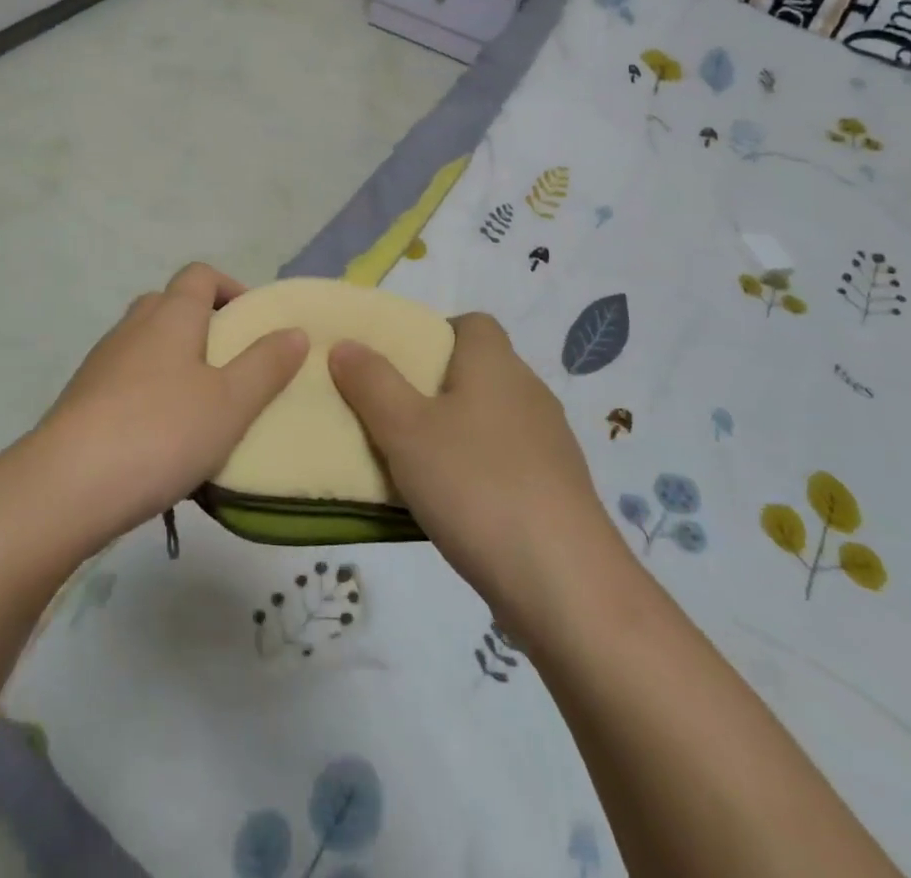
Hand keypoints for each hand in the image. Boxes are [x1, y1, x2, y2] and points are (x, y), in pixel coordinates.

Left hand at [31, 263, 308, 547]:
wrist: (67, 485)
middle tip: (233, 367)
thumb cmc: (161, 432)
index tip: (255, 323)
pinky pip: (127, 380)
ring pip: (147, 344)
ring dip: (176, 363)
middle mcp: (133, 326)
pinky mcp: (83, 398)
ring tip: (204, 408)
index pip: (200, 274)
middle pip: (171, 305)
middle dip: (204, 326)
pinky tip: (164, 438)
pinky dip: (150, 393)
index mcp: (170, 315)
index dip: (230, 288)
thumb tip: (293, 330)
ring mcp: (103, 362)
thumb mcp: (230, 402)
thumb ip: (266, 365)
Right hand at [328, 312, 617, 620]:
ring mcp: (548, 445)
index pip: (472, 324)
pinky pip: (505, 461)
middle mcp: (528, 393)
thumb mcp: (405, 429)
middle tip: (388, 412)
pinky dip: (475, 470)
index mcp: (496, 364)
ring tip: (410, 462)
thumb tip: (345, 344)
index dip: (433, 333)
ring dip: (452, 432)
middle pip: (476, 371)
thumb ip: (371, 382)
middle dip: (431, 387)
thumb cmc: (476, 486)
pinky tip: (451, 504)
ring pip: (488, 419)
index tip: (396, 364)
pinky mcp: (556, 491)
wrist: (566, 587)